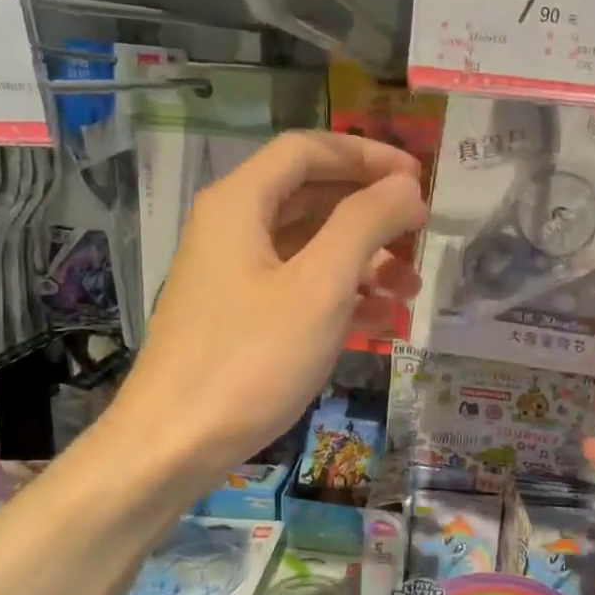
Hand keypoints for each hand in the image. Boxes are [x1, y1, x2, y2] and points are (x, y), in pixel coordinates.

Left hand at [114, 131, 425, 476]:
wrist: (174, 444)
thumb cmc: (250, 359)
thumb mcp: (320, 287)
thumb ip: (365, 224)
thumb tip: (406, 186)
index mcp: (240, 203)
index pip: (309, 150)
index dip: (368, 156)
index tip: (419, 180)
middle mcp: (232, 228)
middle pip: (312, 198)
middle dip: (371, 215)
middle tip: (420, 235)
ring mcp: (234, 276)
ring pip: (309, 248)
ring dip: (364, 262)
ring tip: (410, 291)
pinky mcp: (239, 318)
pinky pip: (298, 289)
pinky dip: (340, 298)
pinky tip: (380, 324)